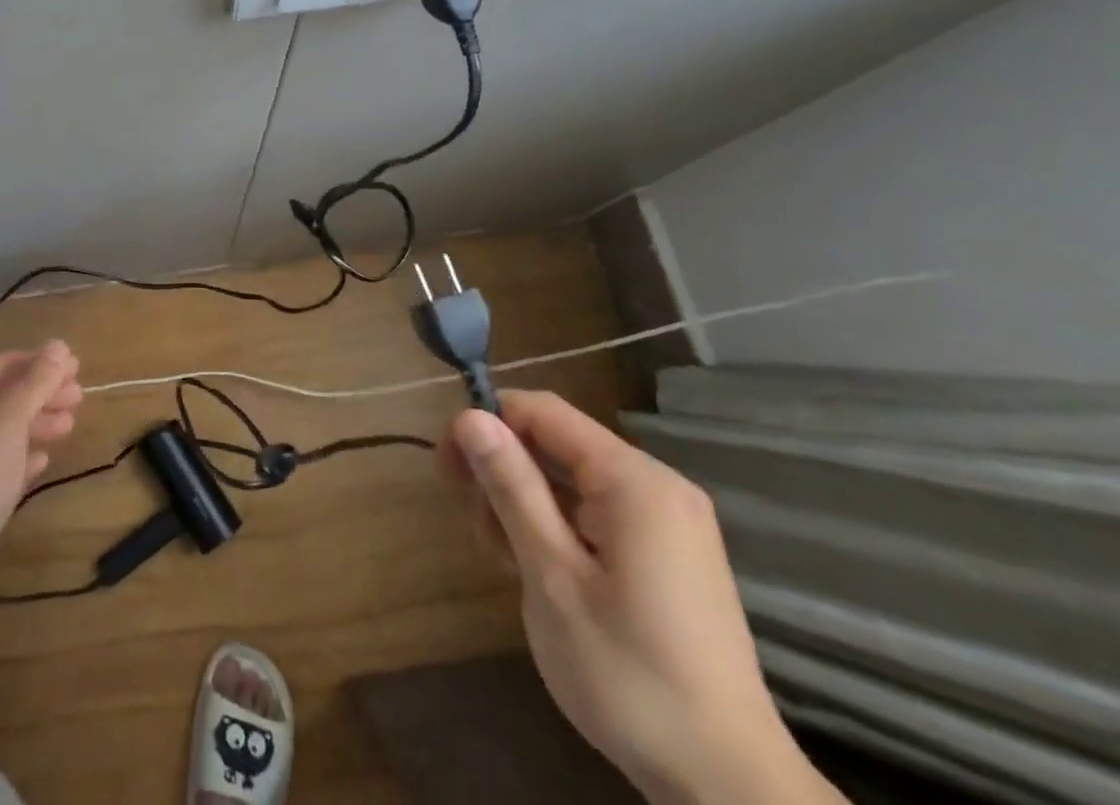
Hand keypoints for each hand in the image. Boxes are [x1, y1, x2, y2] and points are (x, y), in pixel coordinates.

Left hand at [0, 341, 81, 628]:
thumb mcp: (7, 424)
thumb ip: (35, 383)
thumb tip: (58, 345)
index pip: (4, 363)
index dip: (42, 362)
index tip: (77, 368)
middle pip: (1, 395)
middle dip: (41, 393)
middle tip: (79, 398)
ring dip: (34, 424)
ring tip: (68, 428)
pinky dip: (17, 457)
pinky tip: (40, 462)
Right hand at [442, 391, 837, 804]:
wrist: (730, 789)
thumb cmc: (629, 675)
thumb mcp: (552, 576)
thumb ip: (511, 486)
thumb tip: (470, 415)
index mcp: (633, 480)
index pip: (541, 411)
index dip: (486, 424)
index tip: (447, 468)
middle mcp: (656, 485)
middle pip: (555, 441)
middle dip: (504, 471)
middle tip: (475, 526)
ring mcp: (668, 520)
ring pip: (571, 477)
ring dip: (525, 502)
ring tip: (504, 558)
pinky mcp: (669, 552)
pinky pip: (596, 509)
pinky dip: (557, 524)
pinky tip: (538, 569)